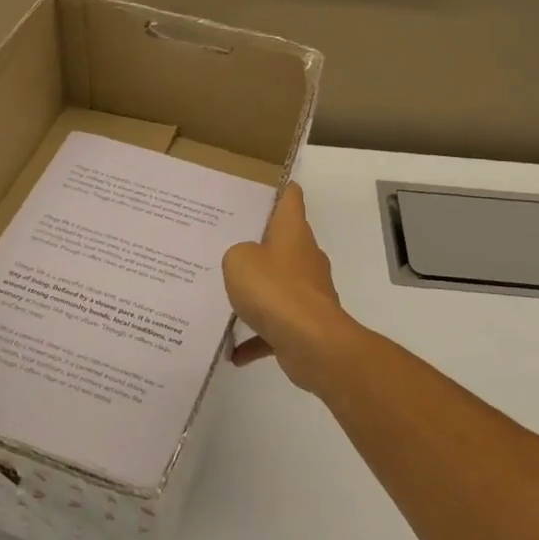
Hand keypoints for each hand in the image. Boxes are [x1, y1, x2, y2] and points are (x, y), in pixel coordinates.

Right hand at [222, 183, 363, 394]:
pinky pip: (275, 327)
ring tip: (226, 298)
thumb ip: (236, 255)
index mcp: (293, 233)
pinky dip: (257, 337)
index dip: (283, 191)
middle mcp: (305, 258)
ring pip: (278, 286)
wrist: (312, 343)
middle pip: (284, 244)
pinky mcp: (305, 324)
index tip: (272, 186)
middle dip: (259, 245)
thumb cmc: (274, 289)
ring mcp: (308, 293)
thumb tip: (245, 264)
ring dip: (256, 294)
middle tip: (228, 244)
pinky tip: (234, 352)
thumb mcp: (238, 260)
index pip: (291, 201)